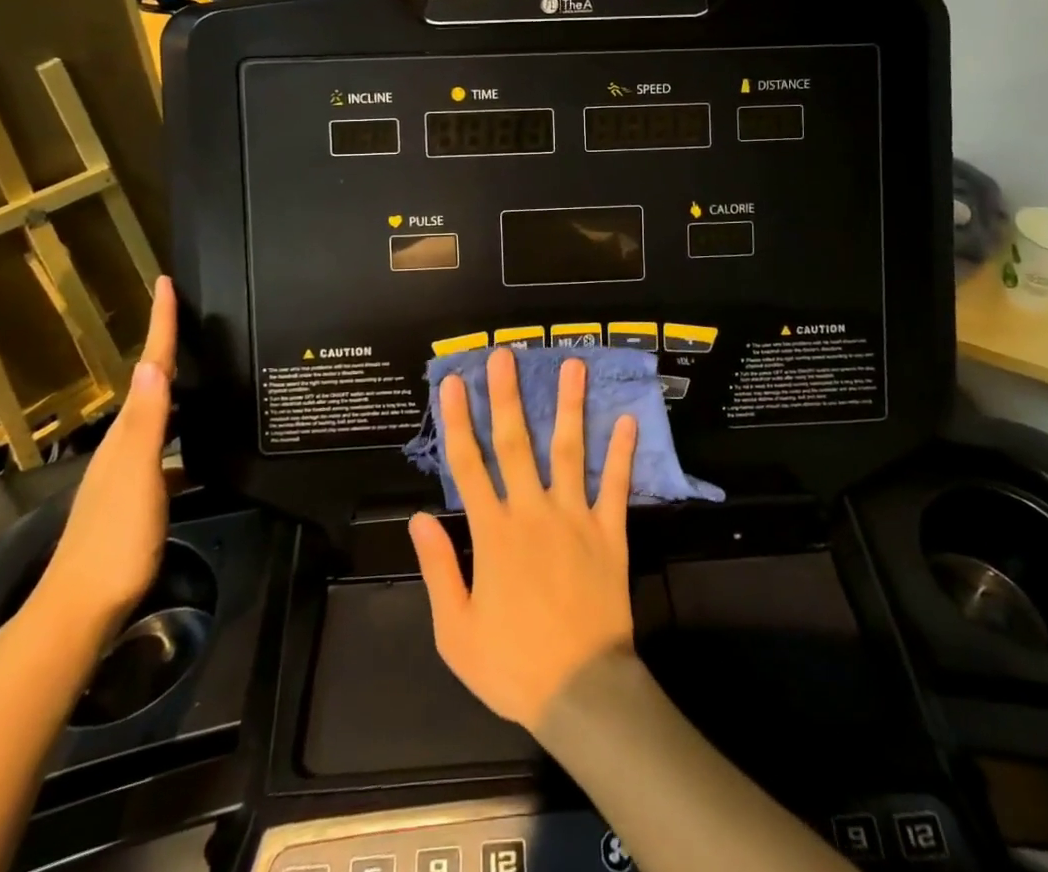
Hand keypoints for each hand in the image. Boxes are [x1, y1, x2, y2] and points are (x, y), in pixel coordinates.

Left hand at [32, 276, 176, 639]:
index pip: (149, 367)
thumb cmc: (114, 538)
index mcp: (127, 434)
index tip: (166, 283)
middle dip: (168, 346)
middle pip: (151, 385)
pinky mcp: (137, 498)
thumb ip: (147, 422)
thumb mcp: (136, 475)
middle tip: (191, 315)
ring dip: (176, 388)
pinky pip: (166, 447)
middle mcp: (123, 445)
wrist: (79, 611)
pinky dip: (183, 432)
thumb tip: (152, 363)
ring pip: (158, 415)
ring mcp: (127, 473)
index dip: (159, 325)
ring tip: (202, 369)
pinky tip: (201, 447)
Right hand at [409, 348, 639, 730]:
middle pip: (516, 443)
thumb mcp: (456, 630)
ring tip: (574, 366)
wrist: (580, 692)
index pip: (468, 464)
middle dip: (508, 396)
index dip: (459, 420)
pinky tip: (628, 421)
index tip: (454, 383)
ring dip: (570, 406)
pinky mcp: (609, 533)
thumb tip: (419, 517)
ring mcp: (575, 517)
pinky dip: (622, 454)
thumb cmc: (512, 664)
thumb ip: (438, 568)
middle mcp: (532, 511)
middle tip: (506, 354)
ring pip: (569, 451)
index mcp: (493, 533)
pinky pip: (616, 486)